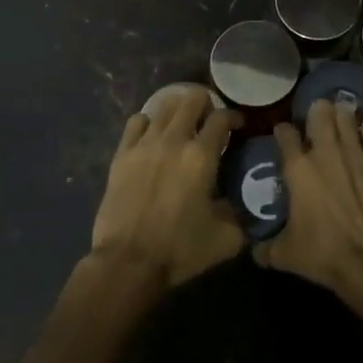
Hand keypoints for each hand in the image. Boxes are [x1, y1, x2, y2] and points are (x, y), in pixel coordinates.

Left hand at [90, 90, 244, 287]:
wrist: (128, 263)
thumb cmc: (180, 250)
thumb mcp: (226, 238)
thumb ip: (239, 214)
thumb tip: (240, 203)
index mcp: (201, 156)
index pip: (221, 117)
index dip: (234, 117)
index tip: (238, 126)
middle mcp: (174, 140)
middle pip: (192, 99)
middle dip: (206, 105)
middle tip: (209, 123)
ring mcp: (144, 144)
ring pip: (164, 105)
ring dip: (178, 110)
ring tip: (182, 125)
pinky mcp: (122, 154)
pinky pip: (137, 121)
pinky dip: (148, 122)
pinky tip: (153, 136)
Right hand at [261, 99, 362, 297]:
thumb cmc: (321, 253)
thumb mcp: (285, 255)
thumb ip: (265, 249)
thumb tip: (253, 251)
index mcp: (297, 168)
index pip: (285, 133)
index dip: (282, 131)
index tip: (283, 135)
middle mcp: (324, 151)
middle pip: (319, 111)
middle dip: (315, 112)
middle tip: (314, 122)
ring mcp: (354, 152)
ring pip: (346, 116)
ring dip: (341, 116)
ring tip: (338, 122)